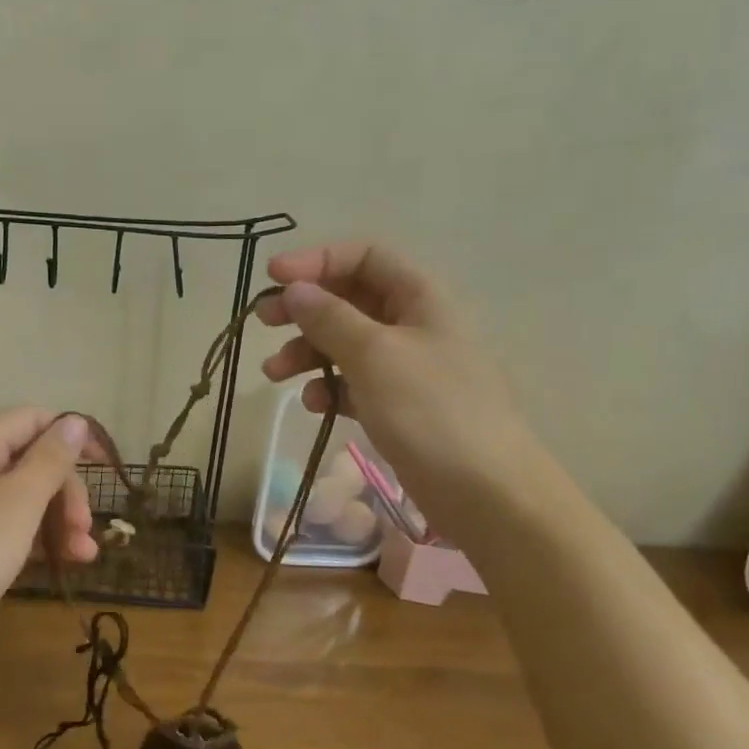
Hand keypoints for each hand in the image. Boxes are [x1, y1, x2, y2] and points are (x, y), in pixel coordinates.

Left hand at [0, 409, 95, 673]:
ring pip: (22, 499)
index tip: (105, 465)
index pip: (32, 420)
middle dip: (65, 492)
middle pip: (30, 462)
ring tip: (84, 556)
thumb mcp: (19, 501)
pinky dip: (35, 541)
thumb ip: (50, 459)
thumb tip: (75, 420)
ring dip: (58, 521)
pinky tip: (61, 564)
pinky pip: (7, 528)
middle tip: (85, 528)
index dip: (71, 436)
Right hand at [256, 242, 549, 533]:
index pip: (364, 256)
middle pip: (350, 299)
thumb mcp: (373, 354)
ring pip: (346, 343)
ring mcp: (407, 367)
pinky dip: (330, 387)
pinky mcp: (399, 405)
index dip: (317, 260)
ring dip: (307, 352)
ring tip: (273, 374)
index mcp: (419, 297)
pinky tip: (315, 405)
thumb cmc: (430, 410)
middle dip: (304, 308)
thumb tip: (295, 289)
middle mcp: (413, 324)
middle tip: (263, 321)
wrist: (485, 492)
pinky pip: (354, 382)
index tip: (273, 276)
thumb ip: (329, 317)